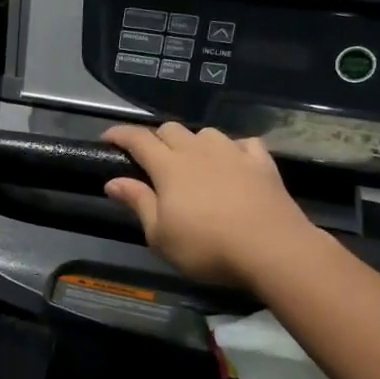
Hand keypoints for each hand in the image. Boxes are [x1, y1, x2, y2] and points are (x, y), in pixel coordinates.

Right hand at [102, 123, 324, 289]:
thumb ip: (137, 203)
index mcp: (168, 166)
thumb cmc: (206, 247)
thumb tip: (113, 181)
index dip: (119, 135)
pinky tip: (233, 162)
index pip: (137, 139)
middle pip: (170, 129)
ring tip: (193, 162)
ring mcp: (233, 153)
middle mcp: (198, 151)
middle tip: (151, 161)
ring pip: (206, 133)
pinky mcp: (262, 163)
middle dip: (155, 139)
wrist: (272, 249)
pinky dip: (233, 149)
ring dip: (194, 143)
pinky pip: (244, 143)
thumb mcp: (160, 235)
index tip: (106, 139)